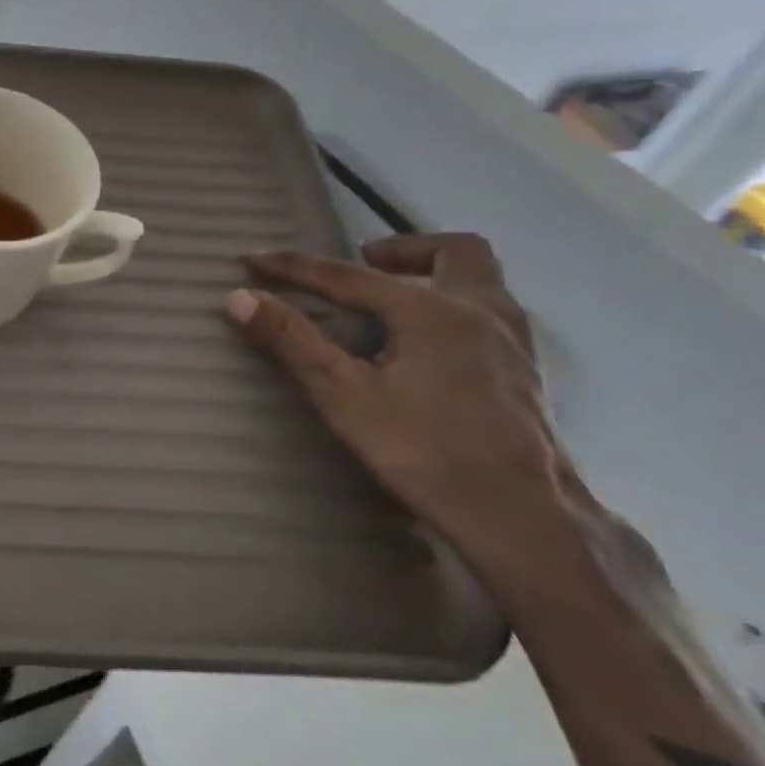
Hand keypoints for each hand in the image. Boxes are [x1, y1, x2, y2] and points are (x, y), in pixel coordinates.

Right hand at [225, 233, 573, 586]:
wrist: (520, 516)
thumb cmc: (423, 451)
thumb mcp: (343, 395)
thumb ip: (291, 341)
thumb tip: (239, 297)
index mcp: (431, 311)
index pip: (347, 276)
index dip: (295, 268)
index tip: (253, 260)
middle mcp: (479, 310)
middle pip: (452, 250)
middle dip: (400, 249)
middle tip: (361, 266)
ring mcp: (512, 341)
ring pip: (480, 279)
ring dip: (434, 273)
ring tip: (393, 300)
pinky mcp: (525, 372)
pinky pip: (490, 312)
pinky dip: (455, 306)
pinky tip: (431, 345)